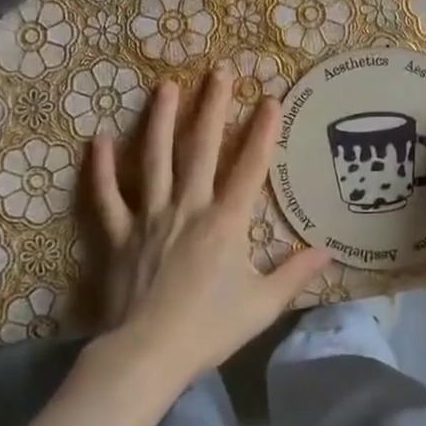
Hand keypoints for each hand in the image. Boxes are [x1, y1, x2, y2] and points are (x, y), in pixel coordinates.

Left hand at [86, 67, 329, 391]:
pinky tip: (98, 140)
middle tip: (219, 71)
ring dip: (162, 120)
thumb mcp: (263, 305)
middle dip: (213, 107)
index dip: (263, 131)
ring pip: (155, 159)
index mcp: (226, 222)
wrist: (147, 355)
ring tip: (167, 86)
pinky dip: (101, 169)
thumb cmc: (209, 329)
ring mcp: (149, 217)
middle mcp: (188, 207)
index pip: (250, 167)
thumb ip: (295, 274)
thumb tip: (328, 252)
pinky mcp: (118, 234)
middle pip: (202, 149)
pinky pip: (107, 196)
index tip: (271, 98)